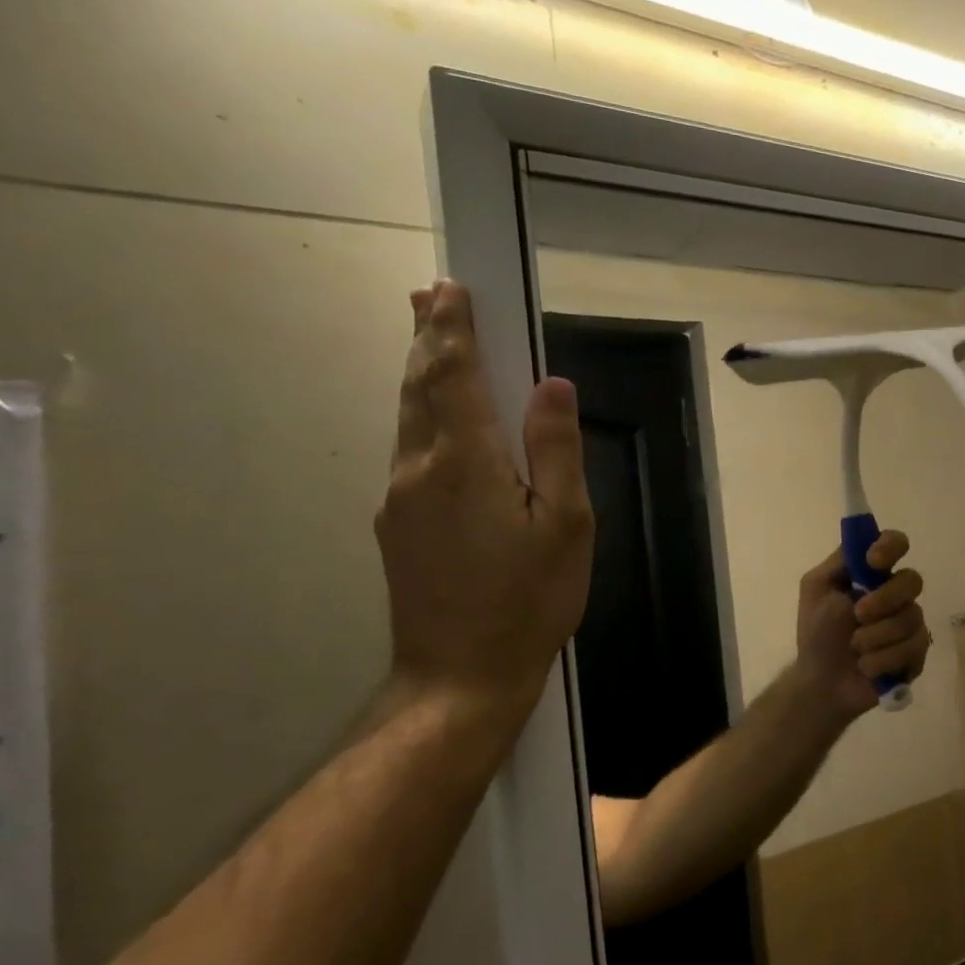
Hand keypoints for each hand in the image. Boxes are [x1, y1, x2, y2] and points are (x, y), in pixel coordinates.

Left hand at [375, 280, 594, 718]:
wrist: (461, 675)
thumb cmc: (529, 599)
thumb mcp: (565, 524)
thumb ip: (555, 450)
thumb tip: (552, 386)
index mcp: (465, 463)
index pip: (455, 376)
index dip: (454, 330)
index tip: (450, 289)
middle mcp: (419, 469)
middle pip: (420, 389)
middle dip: (428, 339)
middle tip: (428, 297)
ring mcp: (400, 499)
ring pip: (408, 419)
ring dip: (421, 374)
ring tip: (431, 342)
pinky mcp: (398, 526)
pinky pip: (410, 452)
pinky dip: (422, 416)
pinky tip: (438, 421)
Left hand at [795, 530, 930, 720]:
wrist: (821, 682)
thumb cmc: (817, 633)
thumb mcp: (817, 588)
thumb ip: (840, 561)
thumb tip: (864, 541)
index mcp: (873, 573)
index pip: (896, 543)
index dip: (890, 547)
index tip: (874, 561)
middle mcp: (896, 593)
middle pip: (912, 580)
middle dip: (884, 599)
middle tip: (858, 615)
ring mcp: (910, 623)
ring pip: (912, 618)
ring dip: (876, 635)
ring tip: (855, 648)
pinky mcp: (917, 653)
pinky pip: (914, 648)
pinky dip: (884, 659)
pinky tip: (867, 667)